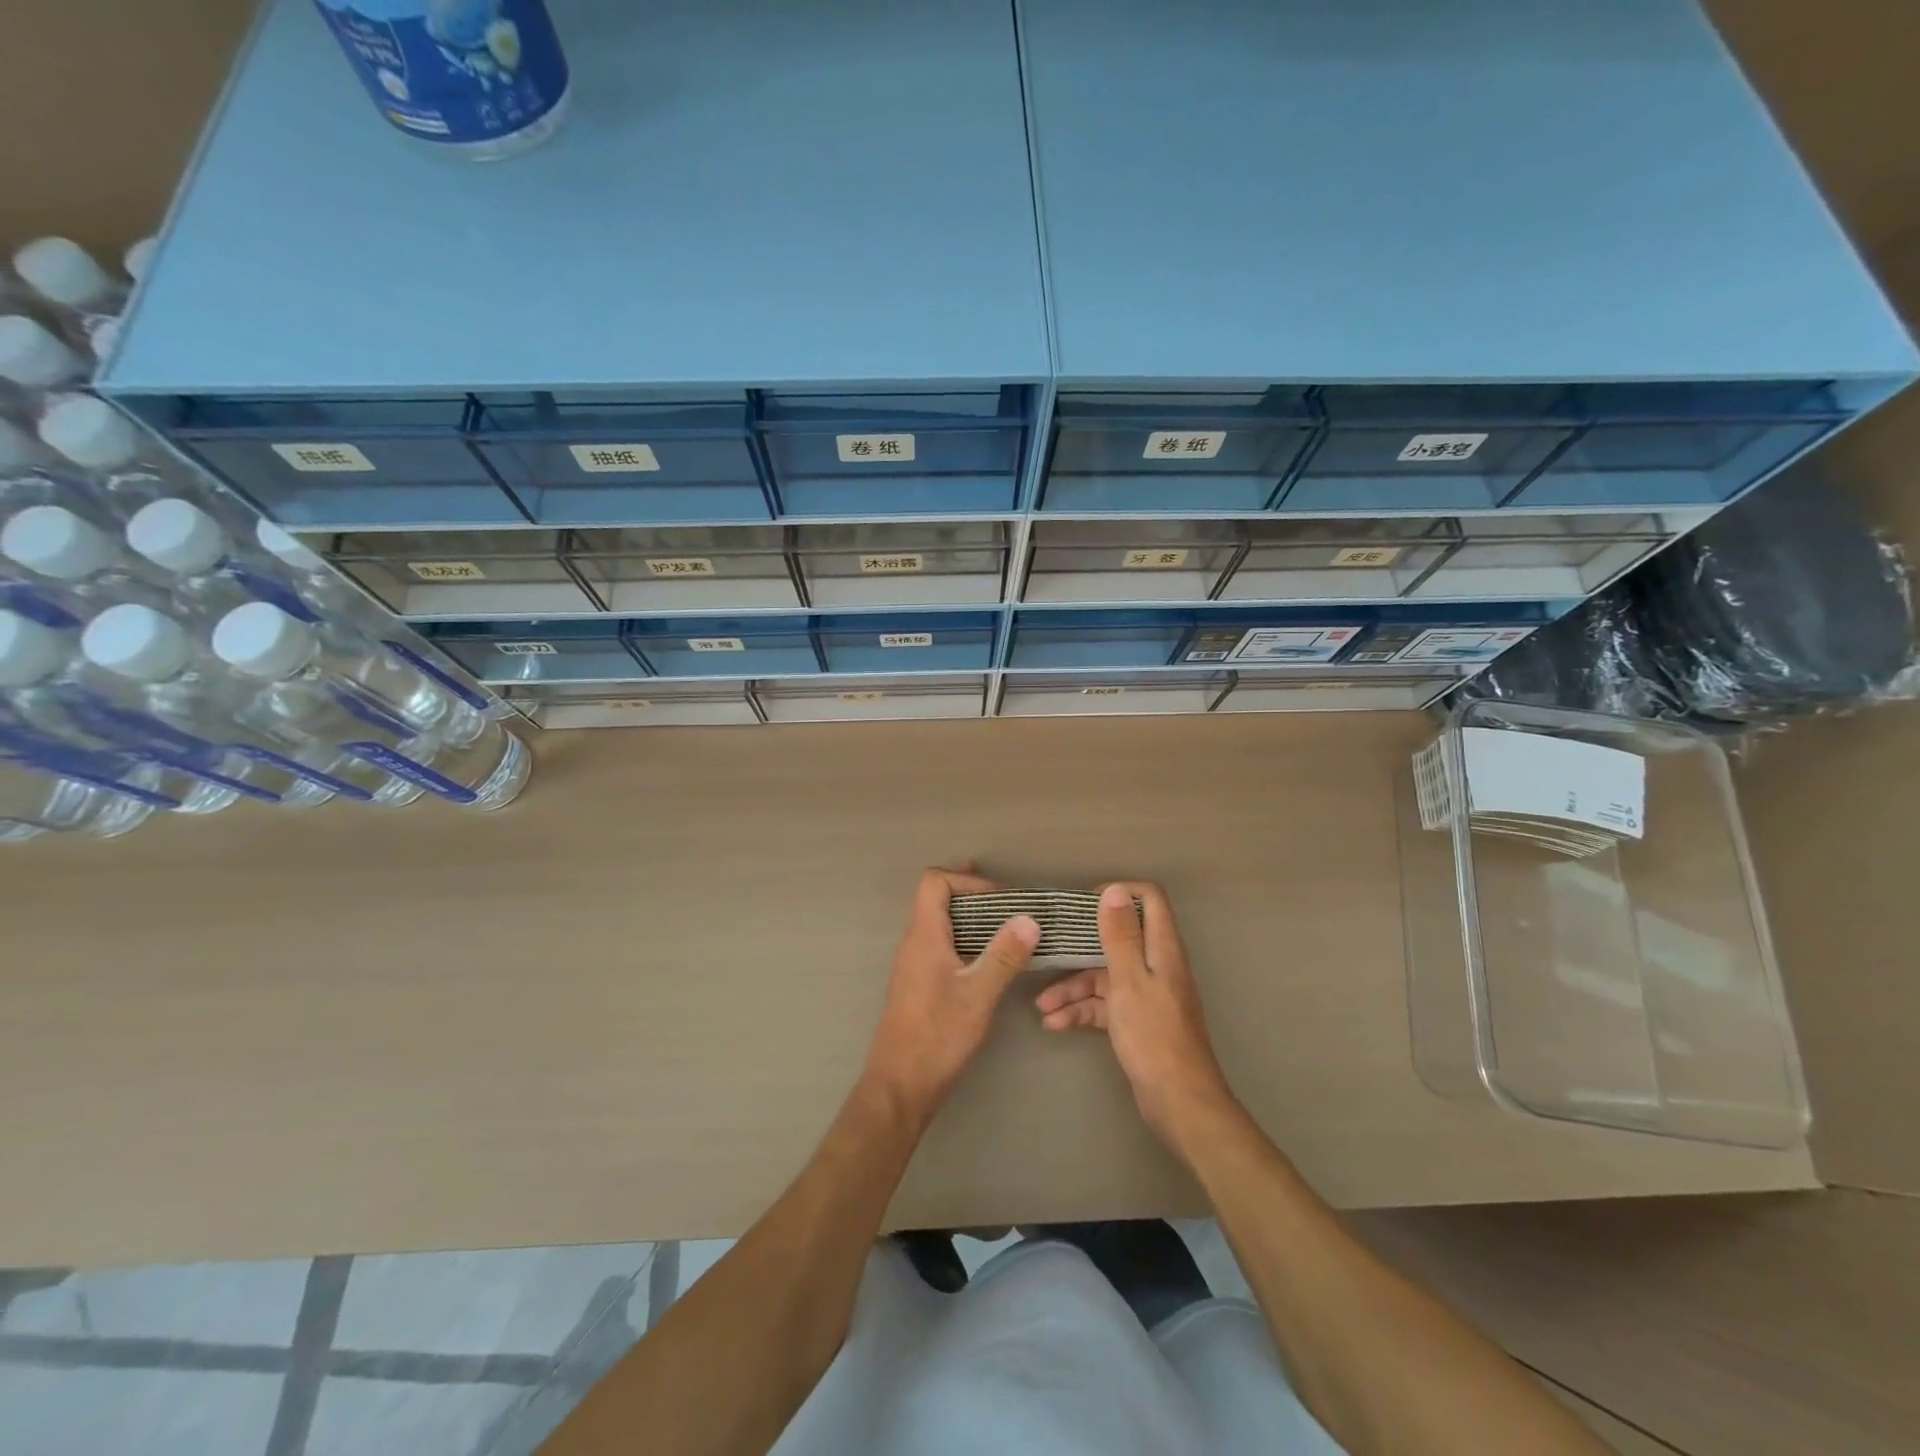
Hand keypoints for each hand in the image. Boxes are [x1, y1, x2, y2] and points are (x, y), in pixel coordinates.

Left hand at [862, 865, 1039, 1125]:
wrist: (900, 1086)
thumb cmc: (937, 1036)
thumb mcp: (978, 995)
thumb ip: (1004, 955)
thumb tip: (1029, 918)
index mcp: (923, 936)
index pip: (934, 882)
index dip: (965, 879)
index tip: (999, 896)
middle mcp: (914, 944)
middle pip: (936, 899)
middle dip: (972, 893)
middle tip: (1008, 902)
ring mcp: (914, 965)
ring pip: (940, 924)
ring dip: (971, 919)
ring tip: (1006, 928)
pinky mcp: (919, 985)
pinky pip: (942, 946)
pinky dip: (966, 941)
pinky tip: (989, 961)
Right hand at [1035, 882, 1239, 1151]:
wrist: (1179, 1103)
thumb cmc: (1154, 1036)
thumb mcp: (1129, 981)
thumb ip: (1120, 936)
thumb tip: (1114, 890)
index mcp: (1162, 949)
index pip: (1150, 899)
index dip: (1119, 893)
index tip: (1084, 903)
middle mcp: (1156, 965)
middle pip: (1118, 938)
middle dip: (1081, 944)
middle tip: (1049, 945)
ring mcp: (1146, 994)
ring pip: (1105, 975)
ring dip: (1072, 986)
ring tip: (1041, 1004)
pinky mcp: (1136, 1020)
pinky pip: (1104, 1004)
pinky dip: (1081, 1011)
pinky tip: (1053, 1024)